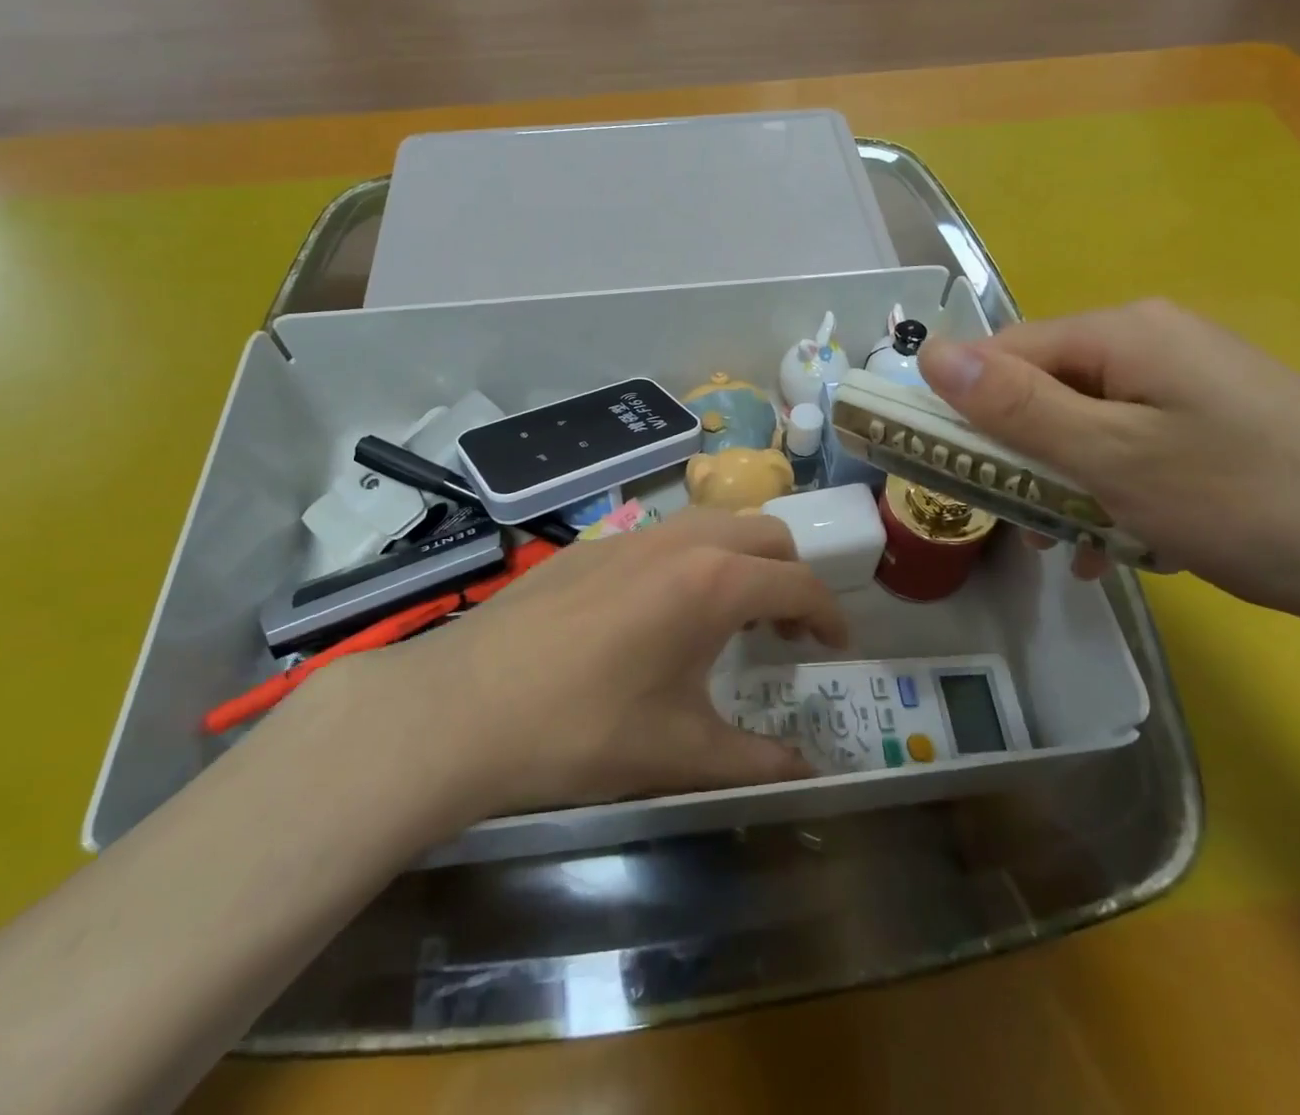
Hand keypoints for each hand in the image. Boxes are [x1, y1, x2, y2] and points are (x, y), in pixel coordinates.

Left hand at [283, 509, 847, 860]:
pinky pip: (666, 535)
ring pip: (714, 524)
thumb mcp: (679, 753)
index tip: (835, 647)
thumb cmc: (583, 729)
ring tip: (729, 616)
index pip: (798, 583)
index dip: (828, 615)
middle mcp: (680, 542)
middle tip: (783, 630)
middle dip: (790, 576)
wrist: (464, 704)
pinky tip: (661, 612)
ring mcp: (631, 536)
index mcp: (713, 583)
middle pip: (765, 535)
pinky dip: (693, 558)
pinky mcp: (593, 545)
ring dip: (741, 560)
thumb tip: (809, 775)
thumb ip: (757, 762)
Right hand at [917, 299, 1299, 632]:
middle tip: (1017, 521)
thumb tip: (930, 353)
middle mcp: (1152, 342)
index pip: (1005, 350)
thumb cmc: (1243, 499)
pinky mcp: (1218, 424)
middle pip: (1046, 388)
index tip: (946, 467)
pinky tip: (1125, 545)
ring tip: (1069, 546)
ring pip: (1087, 425)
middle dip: (1020, 454)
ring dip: (1064, 483)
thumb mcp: (1108, 456)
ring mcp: (1190, 383)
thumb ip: (1014, 405)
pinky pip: (1134, 447)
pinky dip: (1114, 492)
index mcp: (1121, 333)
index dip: (965, 405)